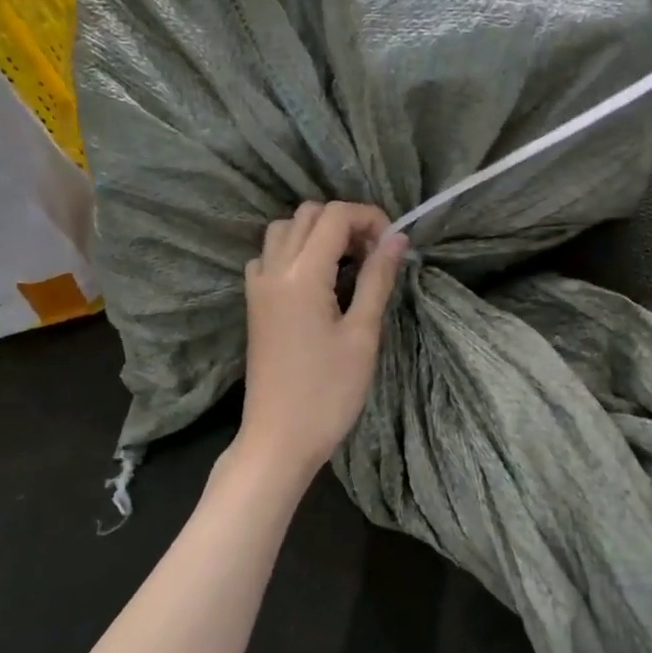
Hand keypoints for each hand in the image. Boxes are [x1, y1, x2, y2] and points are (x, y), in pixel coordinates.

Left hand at [237, 202, 406, 478]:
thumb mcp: (362, 335)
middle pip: (308, 214)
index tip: (394, 245)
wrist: (279, 438)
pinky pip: (270, 256)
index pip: (335, 216)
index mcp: (302, 275)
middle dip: (345, 222)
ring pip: (285, 230)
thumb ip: (377, 279)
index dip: (370, 218)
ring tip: (348, 264)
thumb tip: (397, 238)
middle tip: (374, 254)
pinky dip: (295, 252)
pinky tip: (318, 281)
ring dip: (318, 233)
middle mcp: (274, 270)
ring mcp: (258, 286)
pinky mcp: (255, 303)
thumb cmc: (328, 392)